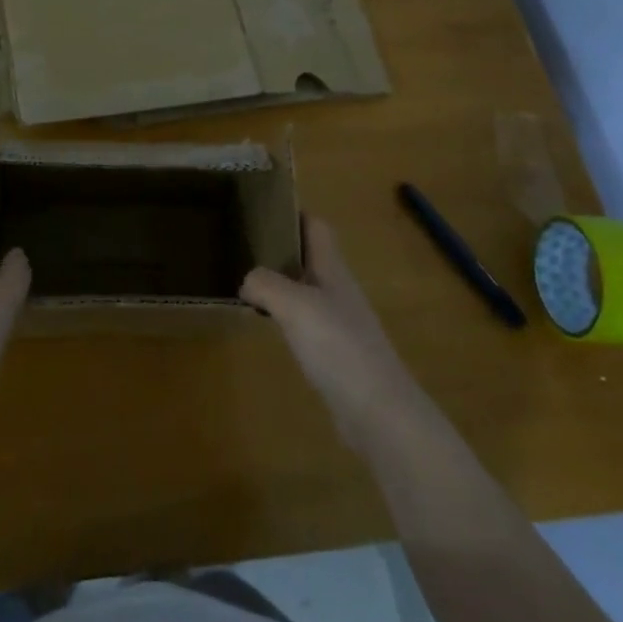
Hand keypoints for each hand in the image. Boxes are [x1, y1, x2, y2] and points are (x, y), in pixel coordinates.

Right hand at [241, 215, 443, 459]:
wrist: (379, 412)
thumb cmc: (338, 346)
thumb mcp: (294, 305)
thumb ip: (265, 284)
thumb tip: (246, 279)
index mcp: (332, 269)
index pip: (316, 227)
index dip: (293, 214)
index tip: (261, 209)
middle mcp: (338, 290)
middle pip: (310, 257)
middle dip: (281, 248)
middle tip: (243, 246)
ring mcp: (340, 323)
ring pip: (307, 290)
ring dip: (282, 283)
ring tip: (248, 282)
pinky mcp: (337, 354)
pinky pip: (308, 322)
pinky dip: (287, 317)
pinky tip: (269, 326)